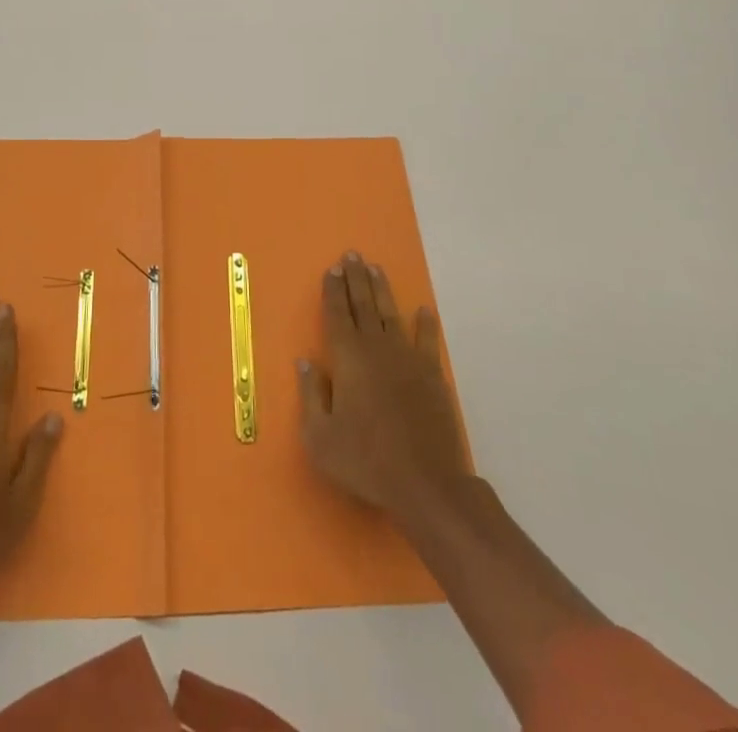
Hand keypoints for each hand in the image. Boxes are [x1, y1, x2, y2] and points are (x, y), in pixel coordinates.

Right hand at [298, 252, 464, 520]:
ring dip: (382, 289)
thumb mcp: (320, 436)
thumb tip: (304, 361)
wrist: (425, 484)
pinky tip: (424, 310)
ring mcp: (408, 358)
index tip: (331, 268)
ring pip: (391, 314)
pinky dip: (425, 324)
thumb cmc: (365, 460)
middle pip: (364, 304)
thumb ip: (310, 395)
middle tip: (352, 255)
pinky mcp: (432, 375)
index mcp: (348, 358)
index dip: (333, 290)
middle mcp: (377, 348)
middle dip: (356, 278)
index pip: (337, 314)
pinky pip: (427, 340)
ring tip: (375, 268)